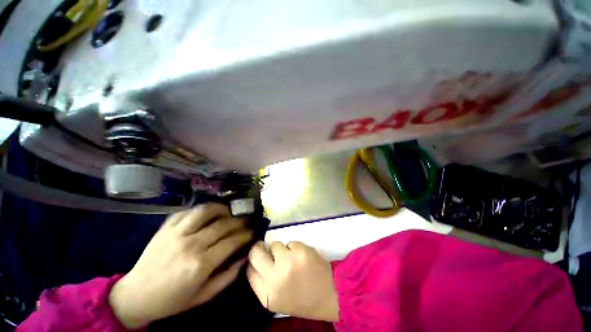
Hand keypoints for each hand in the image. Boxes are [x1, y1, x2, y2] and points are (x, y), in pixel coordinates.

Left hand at [109, 203, 252, 328]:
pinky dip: (201, 209)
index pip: (232, 241)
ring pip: (205, 211)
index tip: (252, 232)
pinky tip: (208, 213)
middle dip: (239, 221)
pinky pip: (187, 211)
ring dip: (221, 209)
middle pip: (223, 224)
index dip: (245, 235)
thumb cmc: (172, 300)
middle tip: (245, 222)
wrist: (135, 296)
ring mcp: (176, 233)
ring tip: (229, 211)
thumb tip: (245, 257)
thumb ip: (228, 276)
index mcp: (200, 264)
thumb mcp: (204, 295)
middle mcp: (190, 245)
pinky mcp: (165, 228)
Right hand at [247, 241, 338, 321]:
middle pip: (256, 253)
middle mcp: (275, 277)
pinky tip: (302, 258)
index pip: (249, 270)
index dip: (252, 261)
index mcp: (267, 294)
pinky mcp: (301, 250)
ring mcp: (288, 261)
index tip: (257, 257)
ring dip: (281, 249)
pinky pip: (290, 243)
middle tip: (266, 249)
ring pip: (275, 245)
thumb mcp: (276, 300)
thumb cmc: (301, 299)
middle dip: (259, 248)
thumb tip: (253, 261)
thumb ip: (261, 283)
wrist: (329, 294)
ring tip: (291, 259)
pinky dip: (294, 248)